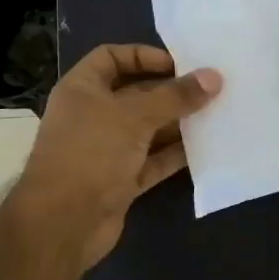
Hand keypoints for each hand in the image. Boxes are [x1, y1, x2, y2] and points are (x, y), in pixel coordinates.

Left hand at [8, 44, 221, 272]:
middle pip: (136, 94)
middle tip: (210, 88)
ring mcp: (106, 150)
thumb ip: (175, 96)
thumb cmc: (91, 153)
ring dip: (178, 123)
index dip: (143, 55)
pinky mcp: (120, 181)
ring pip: (148, 129)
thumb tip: (214, 77)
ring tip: (216, 114)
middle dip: (171, 91)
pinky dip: (175, 154)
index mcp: (82, 89)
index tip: (179, 63)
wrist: (62, 224)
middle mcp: (92, 116)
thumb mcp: (134, 116)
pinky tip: (206, 147)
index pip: (111, 58)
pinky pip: (153, 161)